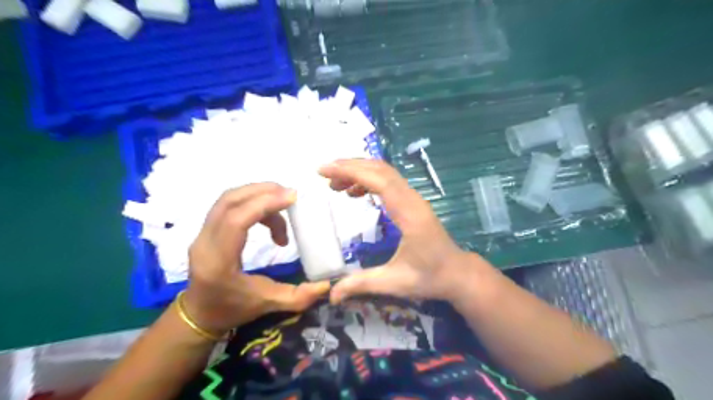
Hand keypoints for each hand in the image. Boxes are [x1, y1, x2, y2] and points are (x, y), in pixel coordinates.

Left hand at [181, 185, 329, 336]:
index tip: (292, 198)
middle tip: (290, 196)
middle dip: (263, 192)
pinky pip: (229, 205)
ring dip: (258, 196)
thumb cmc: (232, 310)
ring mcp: (201, 234)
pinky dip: (251, 203)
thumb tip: (327, 285)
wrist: (199, 315)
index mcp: (218, 262)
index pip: (236, 220)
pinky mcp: (206, 230)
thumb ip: (298, 296)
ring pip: (228, 199)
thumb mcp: (267, 304)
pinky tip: (269, 217)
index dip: (264, 204)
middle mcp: (205, 243)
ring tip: (282, 206)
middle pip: (229, 201)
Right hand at [321, 160, 494, 302]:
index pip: (378, 181)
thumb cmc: (429, 276)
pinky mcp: (412, 202)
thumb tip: (330, 295)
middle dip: (350, 166)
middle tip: (324, 174)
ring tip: (336, 185)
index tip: (324, 171)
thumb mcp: (394, 282)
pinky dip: (368, 180)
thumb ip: (361, 284)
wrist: (457, 273)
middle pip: (380, 170)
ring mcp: (413, 199)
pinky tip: (355, 193)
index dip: (350, 171)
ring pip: (384, 173)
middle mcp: (411, 199)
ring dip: (359, 172)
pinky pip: (388, 182)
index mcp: (408, 213)